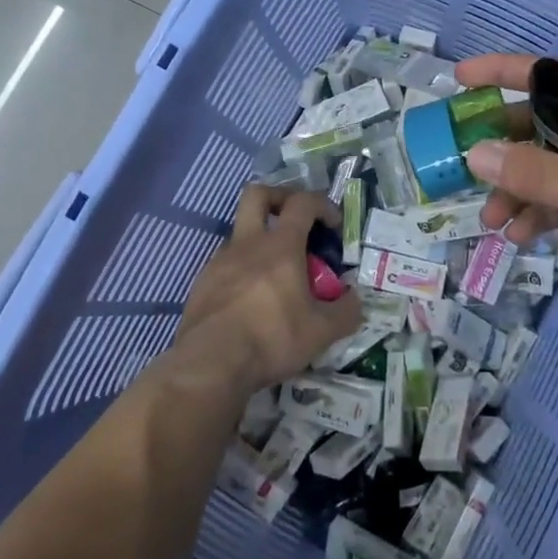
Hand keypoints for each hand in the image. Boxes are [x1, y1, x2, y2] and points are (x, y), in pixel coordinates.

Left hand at [172, 186, 360, 394]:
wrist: (210, 363)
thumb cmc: (271, 338)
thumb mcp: (321, 332)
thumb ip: (345, 312)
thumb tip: (355, 300)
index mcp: (280, 246)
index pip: (302, 202)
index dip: (322, 204)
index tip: (334, 225)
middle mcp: (247, 244)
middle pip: (257, 195)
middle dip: (279, 198)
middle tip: (295, 220)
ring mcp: (219, 261)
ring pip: (240, 232)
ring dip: (259, 240)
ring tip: (276, 274)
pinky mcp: (202, 283)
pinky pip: (225, 263)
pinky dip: (242, 270)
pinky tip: (251, 300)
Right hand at [454, 54, 557, 323]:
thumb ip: (540, 175)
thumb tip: (474, 154)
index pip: (553, 73)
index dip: (503, 72)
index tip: (458, 79)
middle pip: (551, 121)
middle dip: (509, 151)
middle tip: (467, 171)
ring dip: (526, 188)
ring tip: (496, 222)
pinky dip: (551, 209)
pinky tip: (526, 235)